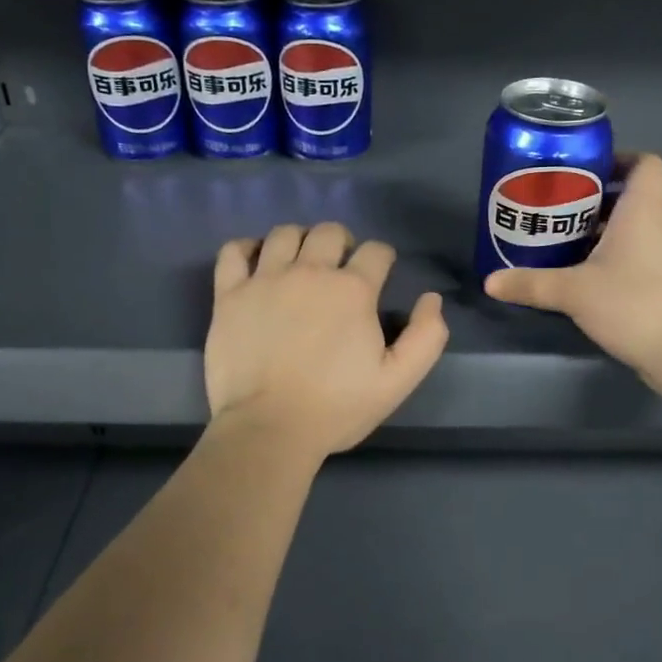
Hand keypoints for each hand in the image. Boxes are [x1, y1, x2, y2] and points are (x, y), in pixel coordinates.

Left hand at [205, 222, 448, 458]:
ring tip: (300, 263)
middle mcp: (310, 272)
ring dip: (299, 241)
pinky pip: (234, 251)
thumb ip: (426, 337)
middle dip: (342, 242)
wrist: (269, 428)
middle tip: (340, 269)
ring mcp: (265, 280)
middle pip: (330, 232)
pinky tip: (256, 263)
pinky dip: (246, 249)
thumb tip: (431, 299)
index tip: (380, 275)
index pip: (376, 251)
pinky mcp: (229, 295)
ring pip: (284, 234)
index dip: (383, 259)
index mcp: (353, 290)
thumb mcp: (397, 381)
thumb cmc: (337, 407)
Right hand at [482, 154, 661, 382]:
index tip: (586, 172)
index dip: (620, 159)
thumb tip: (490, 282)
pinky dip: (619, 256)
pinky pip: (644, 254)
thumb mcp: (573, 292)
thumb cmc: (633, 304)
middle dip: (597, 200)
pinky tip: (590, 278)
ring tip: (567, 244)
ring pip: (638, 228)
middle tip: (558, 211)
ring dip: (606, 230)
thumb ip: (531, 284)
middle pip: (634, 196)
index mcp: (645, 209)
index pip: (646, 163)